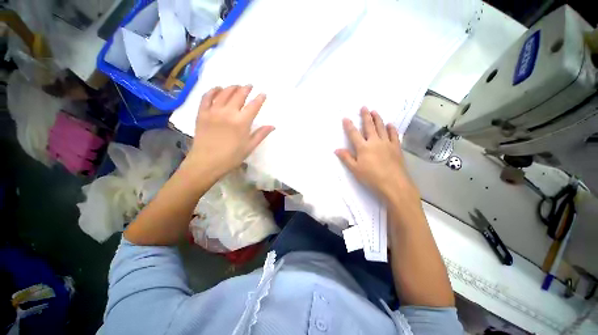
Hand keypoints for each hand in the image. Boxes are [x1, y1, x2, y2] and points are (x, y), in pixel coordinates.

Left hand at [187, 85, 273, 179]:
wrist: (206, 163)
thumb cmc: (231, 157)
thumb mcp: (249, 147)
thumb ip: (261, 134)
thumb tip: (272, 126)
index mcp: (242, 122)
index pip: (254, 105)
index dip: (259, 98)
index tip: (263, 93)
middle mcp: (228, 112)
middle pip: (239, 95)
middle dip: (246, 89)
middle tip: (249, 86)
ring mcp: (213, 111)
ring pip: (224, 93)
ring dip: (232, 87)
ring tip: (237, 86)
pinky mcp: (202, 113)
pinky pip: (207, 97)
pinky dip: (213, 90)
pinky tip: (217, 88)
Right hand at [335, 107, 418, 201]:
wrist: (394, 184)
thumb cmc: (372, 177)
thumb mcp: (355, 169)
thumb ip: (346, 158)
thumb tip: (336, 149)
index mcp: (363, 147)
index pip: (354, 134)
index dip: (349, 125)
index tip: (346, 118)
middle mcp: (375, 142)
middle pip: (369, 126)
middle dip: (366, 116)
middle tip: (364, 107)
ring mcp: (387, 143)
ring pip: (381, 128)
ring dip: (378, 119)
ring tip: (375, 111)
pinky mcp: (396, 148)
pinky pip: (394, 135)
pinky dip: (392, 129)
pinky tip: (390, 124)